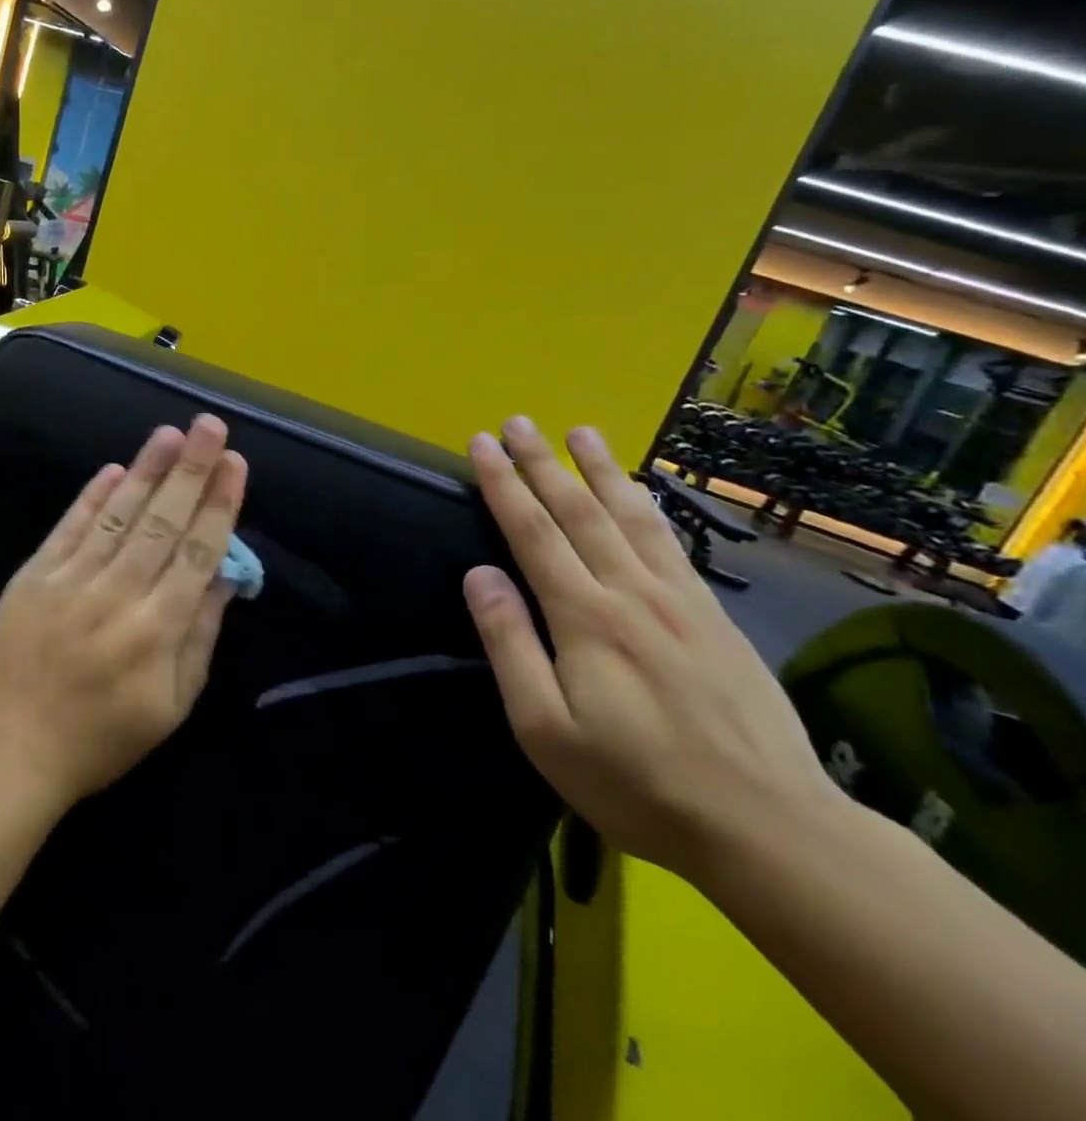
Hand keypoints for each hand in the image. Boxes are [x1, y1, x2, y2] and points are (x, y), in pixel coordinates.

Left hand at [0, 414, 247, 809]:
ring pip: (118, 516)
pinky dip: (91, 497)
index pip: (198, 554)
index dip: (219, 505)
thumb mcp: (171, 706)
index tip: (235, 463)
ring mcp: (70, 581)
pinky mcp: (34, 576)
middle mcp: (117, 596)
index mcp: (157, 631)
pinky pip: (69, 528)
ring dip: (146, 470)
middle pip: (162, 523)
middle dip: (190, 470)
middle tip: (209, 425)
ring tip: (170, 433)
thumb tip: (224, 578)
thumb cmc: (102, 736)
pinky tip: (114, 469)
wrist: (12, 748)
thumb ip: (199, 637)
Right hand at [463, 417, 839, 880]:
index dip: (503, 483)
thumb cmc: (637, 784)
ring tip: (579, 432)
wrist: (771, 829)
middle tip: (517, 422)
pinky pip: (673, 544)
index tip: (481, 443)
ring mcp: (681, 601)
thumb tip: (479, 574)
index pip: (533, 532)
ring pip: (631, 517)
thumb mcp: (546, 730)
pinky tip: (639, 492)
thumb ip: (510, 645)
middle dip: (542, 462)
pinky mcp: (715, 618)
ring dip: (600, 469)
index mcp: (585, 618)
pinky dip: (648, 506)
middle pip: (579, 511)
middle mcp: (631, 593)